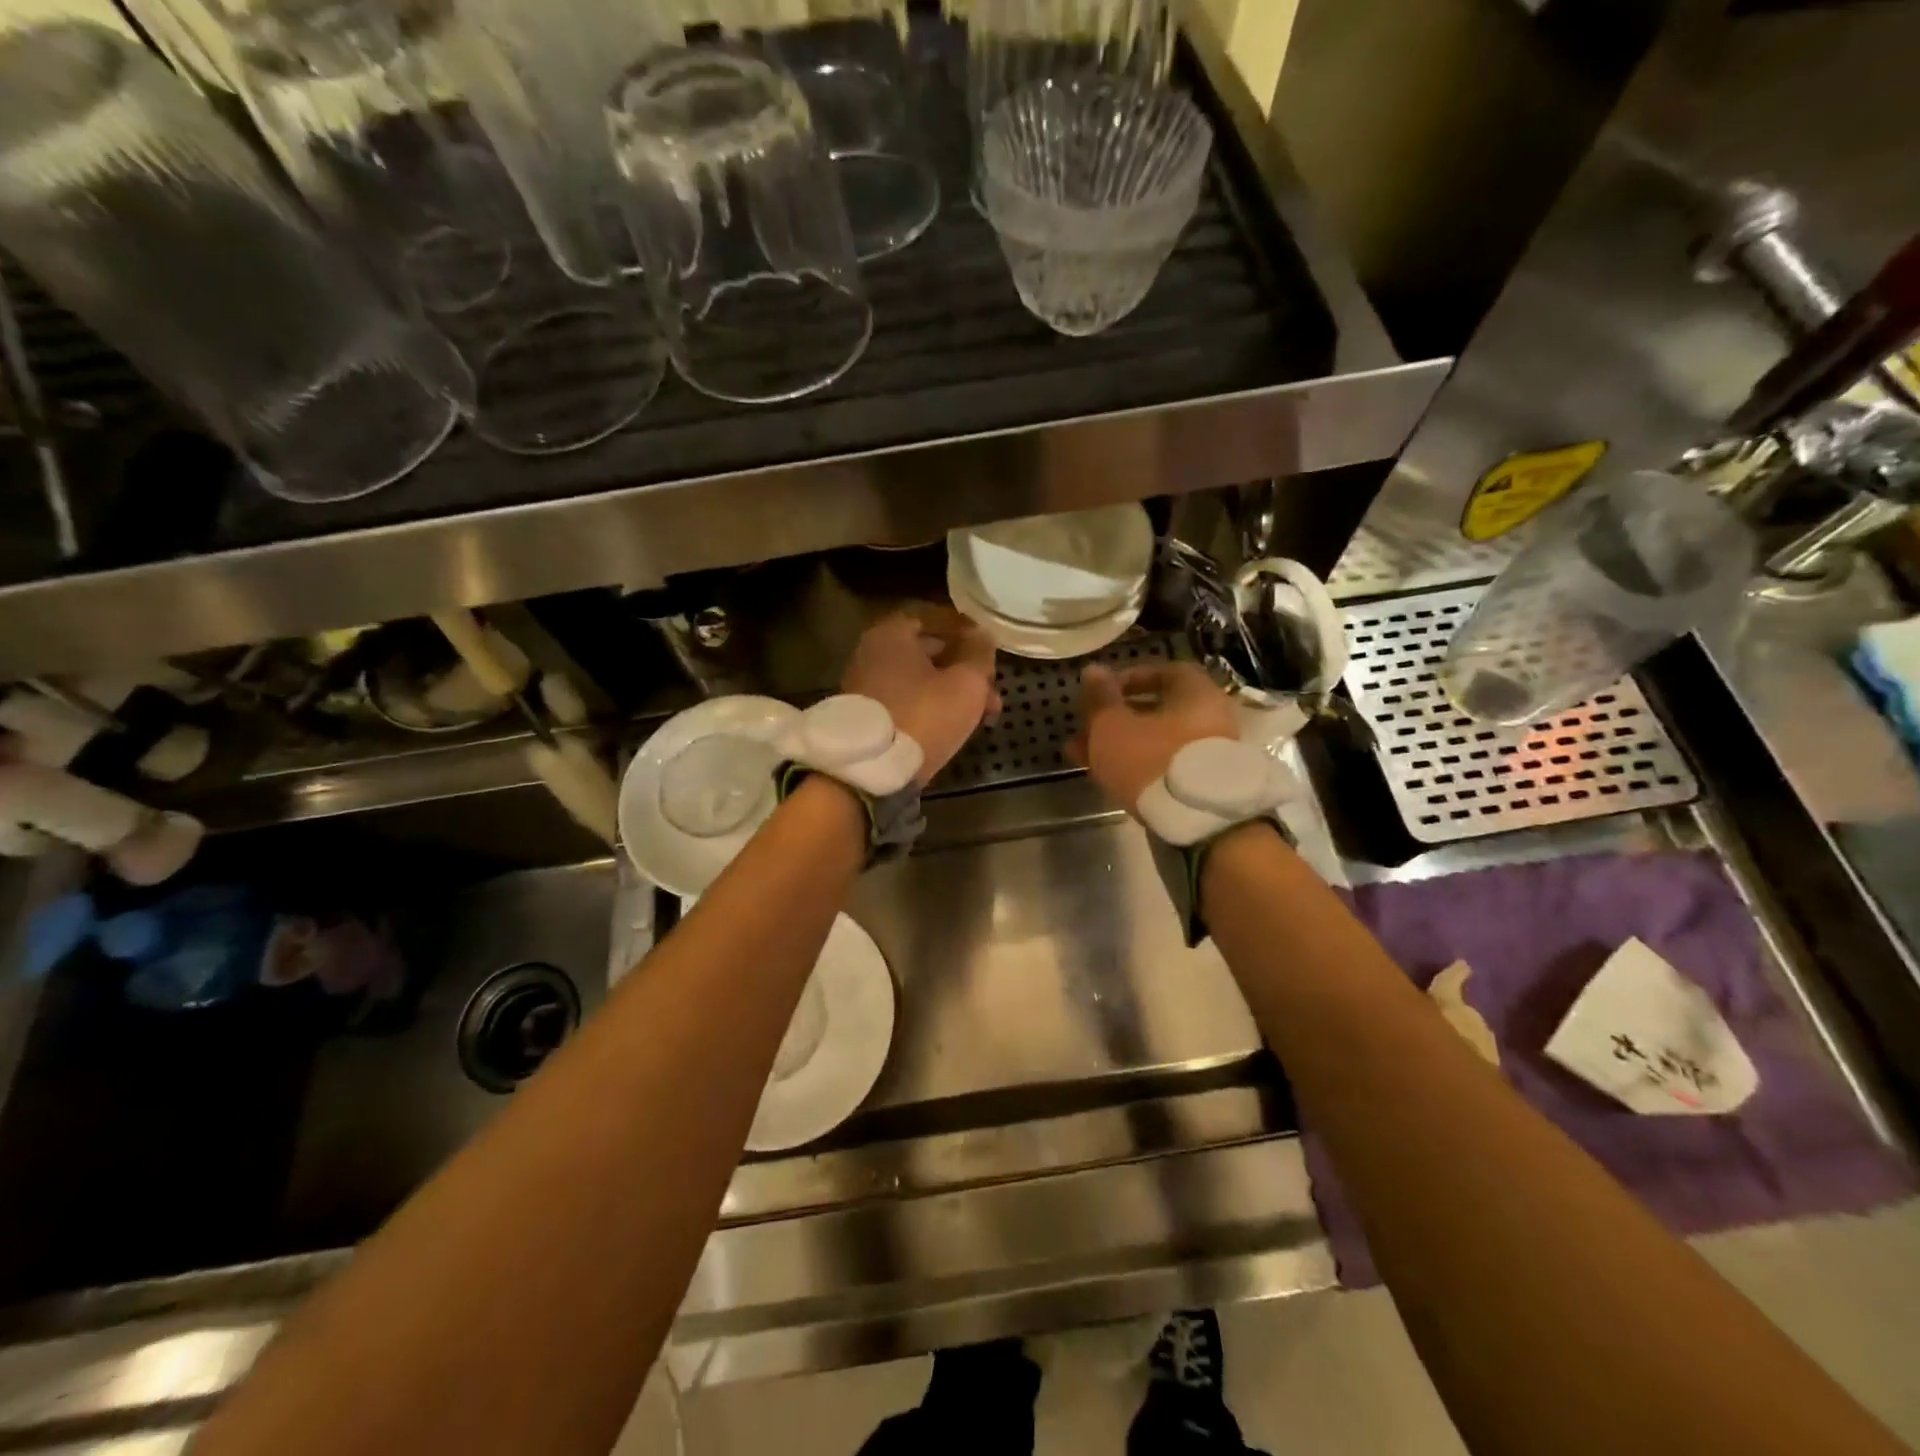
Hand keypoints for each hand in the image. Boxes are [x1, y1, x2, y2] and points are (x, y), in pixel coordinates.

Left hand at [842, 608, 1000, 785]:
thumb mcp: (966, 683)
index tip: (986, 641)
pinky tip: (956, 726)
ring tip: (985, 715)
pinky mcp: (867, 717)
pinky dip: (932, 707)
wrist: (870, 772)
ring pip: (920, 681)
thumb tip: (982, 636)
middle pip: (927, 651)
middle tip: (992, 686)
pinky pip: (907, 702)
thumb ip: (979, 655)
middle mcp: (872, 654)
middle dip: (965, 667)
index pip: (932, 616)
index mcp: (891, 635)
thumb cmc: (922, 716)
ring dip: (954, 691)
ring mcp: (866, 687)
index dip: (963, 627)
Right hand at [1067, 662, 1238, 810]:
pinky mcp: (1199, 786)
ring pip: (1155, 741)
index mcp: (1197, 695)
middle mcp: (1210, 720)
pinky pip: (1162, 765)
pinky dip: (1135, 764)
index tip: (1102, 690)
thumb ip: (1101, 698)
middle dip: (1116, 716)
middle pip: (1158, 710)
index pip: (1165, 671)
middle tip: (1085, 725)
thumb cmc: (1152, 759)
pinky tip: (1103, 773)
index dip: (1130, 677)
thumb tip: (1093, 670)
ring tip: (1080, 753)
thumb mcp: (1113, 726)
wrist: (1196, 824)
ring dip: (1119, 743)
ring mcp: (1206, 755)